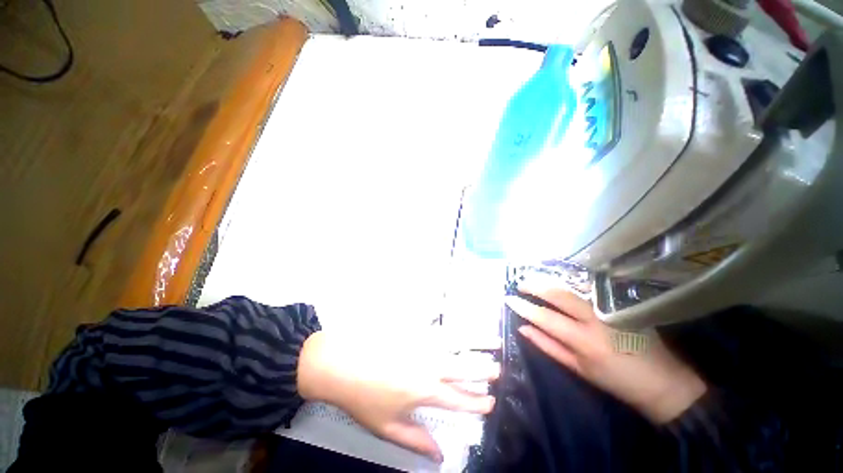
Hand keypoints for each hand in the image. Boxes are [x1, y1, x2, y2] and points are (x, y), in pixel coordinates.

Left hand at [296, 331, 498, 461]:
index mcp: (426, 390)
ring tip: (496, 342)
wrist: (341, 362)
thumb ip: (416, 440)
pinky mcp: (414, 328)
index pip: (459, 399)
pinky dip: (454, 328)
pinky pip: (439, 327)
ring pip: (457, 343)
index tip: (491, 402)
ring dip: (478, 342)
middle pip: (463, 368)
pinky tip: (462, 325)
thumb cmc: (363, 397)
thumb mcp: (388, 427)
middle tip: (499, 372)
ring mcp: (423, 343)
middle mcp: (431, 365)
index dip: (476, 402)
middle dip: (483, 371)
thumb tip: (441, 456)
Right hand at [505, 279, 705, 423]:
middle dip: (534, 285)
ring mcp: (608, 307)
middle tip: (519, 283)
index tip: (508, 298)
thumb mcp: (578, 369)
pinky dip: (566, 283)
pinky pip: (586, 288)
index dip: (523, 306)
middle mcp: (594, 319)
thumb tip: (523, 328)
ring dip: (548, 280)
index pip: (544, 317)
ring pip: (571, 286)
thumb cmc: (615, 380)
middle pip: (557, 293)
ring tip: (532, 279)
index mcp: (583, 340)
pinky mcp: (618, 302)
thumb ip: (548, 346)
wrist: (661, 380)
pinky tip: (556, 281)